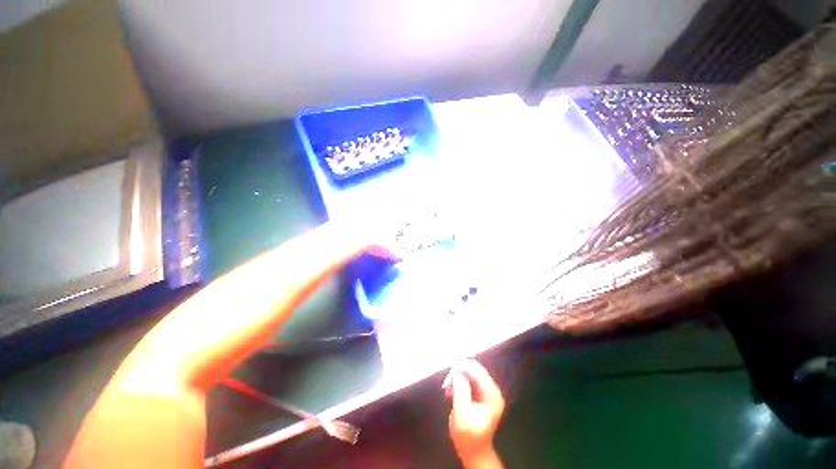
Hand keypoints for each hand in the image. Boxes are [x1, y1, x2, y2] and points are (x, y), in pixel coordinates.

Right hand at [443, 360, 504, 468]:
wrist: (474, 452)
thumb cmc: (468, 437)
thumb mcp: (462, 416)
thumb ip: (461, 392)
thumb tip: (457, 374)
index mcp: (492, 395)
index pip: (478, 372)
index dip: (463, 368)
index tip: (449, 372)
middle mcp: (493, 390)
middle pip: (476, 370)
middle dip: (459, 372)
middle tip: (447, 381)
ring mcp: (488, 391)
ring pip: (472, 372)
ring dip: (458, 376)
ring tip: (447, 388)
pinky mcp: (482, 393)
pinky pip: (470, 379)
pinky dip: (459, 381)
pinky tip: (451, 389)